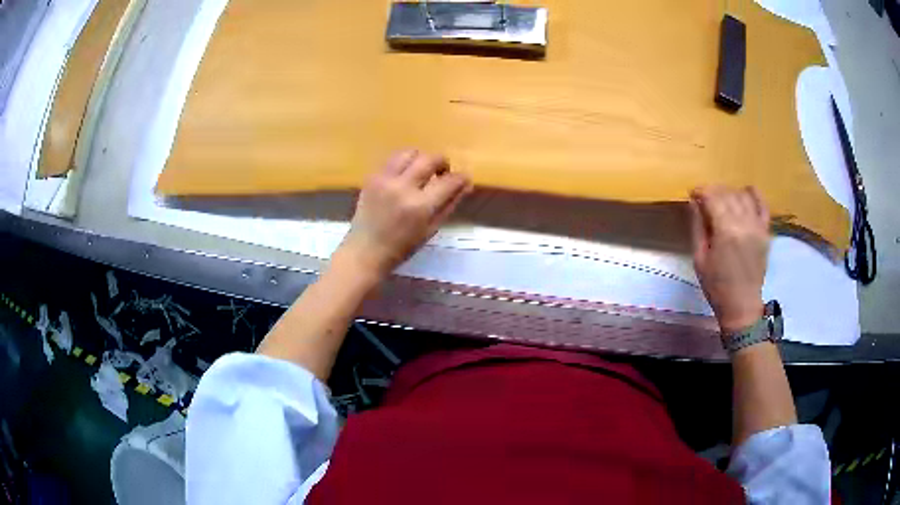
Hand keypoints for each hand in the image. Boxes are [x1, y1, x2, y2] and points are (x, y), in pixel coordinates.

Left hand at [337, 150, 472, 279]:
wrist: (365, 251)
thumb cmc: (402, 247)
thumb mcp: (431, 229)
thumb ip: (449, 204)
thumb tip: (465, 185)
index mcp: (420, 206)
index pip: (449, 181)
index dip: (461, 178)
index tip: (463, 180)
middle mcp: (403, 187)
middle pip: (430, 159)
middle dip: (442, 163)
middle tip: (442, 173)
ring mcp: (385, 180)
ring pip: (410, 153)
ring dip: (421, 159)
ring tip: (421, 172)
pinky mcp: (372, 177)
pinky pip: (392, 160)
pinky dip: (403, 164)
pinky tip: (404, 177)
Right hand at [689, 186, 769, 333]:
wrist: (742, 306)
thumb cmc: (716, 286)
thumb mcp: (699, 259)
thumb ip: (697, 227)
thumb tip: (693, 202)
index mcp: (725, 231)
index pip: (712, 198)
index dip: (701, 191)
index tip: (693, 194)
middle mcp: (743, 223)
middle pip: (727, 194)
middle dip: (714, 191)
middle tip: (705, 198)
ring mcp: (757, 227)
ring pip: (743, 196)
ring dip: (730, 192)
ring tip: (723, 199)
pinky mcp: (765, 232)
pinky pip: (763, 205)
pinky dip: (754, 195)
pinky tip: (746, 192)